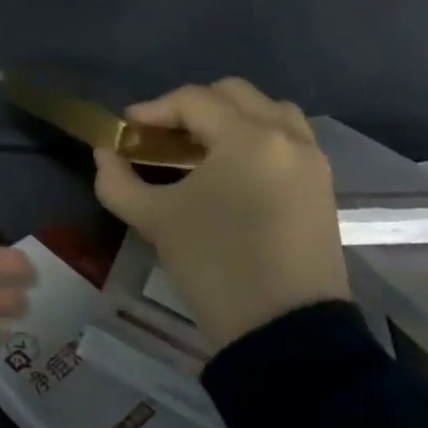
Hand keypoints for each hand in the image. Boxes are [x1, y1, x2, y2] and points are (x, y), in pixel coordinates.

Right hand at [92, 78, 348, 349]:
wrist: (287, 333)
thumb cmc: (215, 265)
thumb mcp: (153, 220)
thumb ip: (118, 180)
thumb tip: (104, 153)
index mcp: (247, 138)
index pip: (192, 100)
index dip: (152, 109)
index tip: (126, 131)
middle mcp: (286, 138)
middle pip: (235, 94)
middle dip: (192, 107)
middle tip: (162, 137)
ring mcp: (312, 162)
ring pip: (269, 112)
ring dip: (231, 118)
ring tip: (200, 148)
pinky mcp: (323, 189)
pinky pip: (288, 140)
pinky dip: (257, 138)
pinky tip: (230, 170)